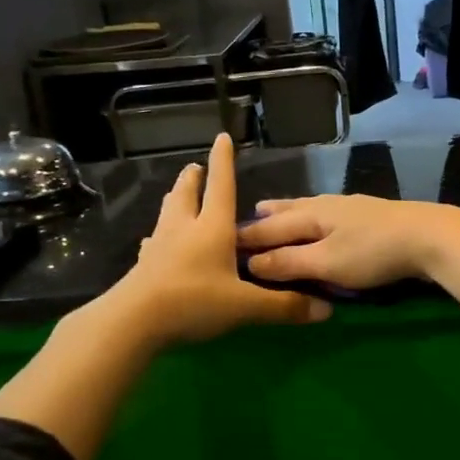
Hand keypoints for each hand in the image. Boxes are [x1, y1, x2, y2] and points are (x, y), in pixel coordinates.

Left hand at [114, 133, 332, 345]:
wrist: (133, 322)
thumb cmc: (194, 302)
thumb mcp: (245, 306)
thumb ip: (284, 306)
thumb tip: (326, 312)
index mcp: (212, 229)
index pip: (221, 187)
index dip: (223, 162)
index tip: (222, 137)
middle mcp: (184, 229)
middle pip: (187, 195)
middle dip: (193, 179)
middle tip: (193, 167)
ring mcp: (159, 246)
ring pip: (167, 214)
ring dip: (174, 200)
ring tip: (176, 194)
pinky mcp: (142, 266)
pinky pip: (152, 243)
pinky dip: (157, 237)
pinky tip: (152, 242)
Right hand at [238, 195, 459, 289]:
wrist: (430, 236)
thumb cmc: (373, 252)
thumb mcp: (326, 262)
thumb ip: (289, 263)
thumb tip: (250, 263)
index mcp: (311, 215)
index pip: (270, 226)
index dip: (248, 236)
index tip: (224, 240)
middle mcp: (328, 205)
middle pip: (291, 209)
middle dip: (269, 215)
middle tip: (251, 213)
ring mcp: (352, 207)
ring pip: (313, 207)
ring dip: (292, 211)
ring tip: (279, 210)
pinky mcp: (372, 215)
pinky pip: (331, 213)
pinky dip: (316, 216)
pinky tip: (326, 219)